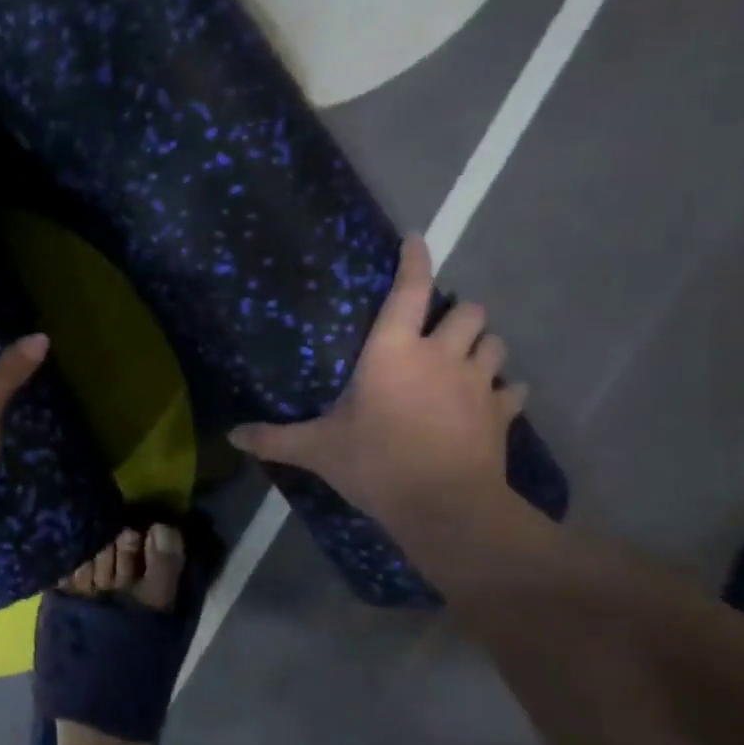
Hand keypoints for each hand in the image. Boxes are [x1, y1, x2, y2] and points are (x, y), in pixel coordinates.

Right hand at [228, 236, 524, 524]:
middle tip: (439, 329)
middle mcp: (441, 355)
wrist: (444, 505)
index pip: (410, 290)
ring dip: (482, 345)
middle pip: (468, 310)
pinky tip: (493, 400)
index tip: (415, 239)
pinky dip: (504, 390)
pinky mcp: (501, 414)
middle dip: (458, 313)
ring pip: (495, 343)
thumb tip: (232, 436)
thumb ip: (275, 438)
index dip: (414, 259)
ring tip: (466, 359)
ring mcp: (477, 383)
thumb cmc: (376, 463)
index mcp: (393, 351)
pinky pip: (512, 389)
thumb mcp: (317, 450)